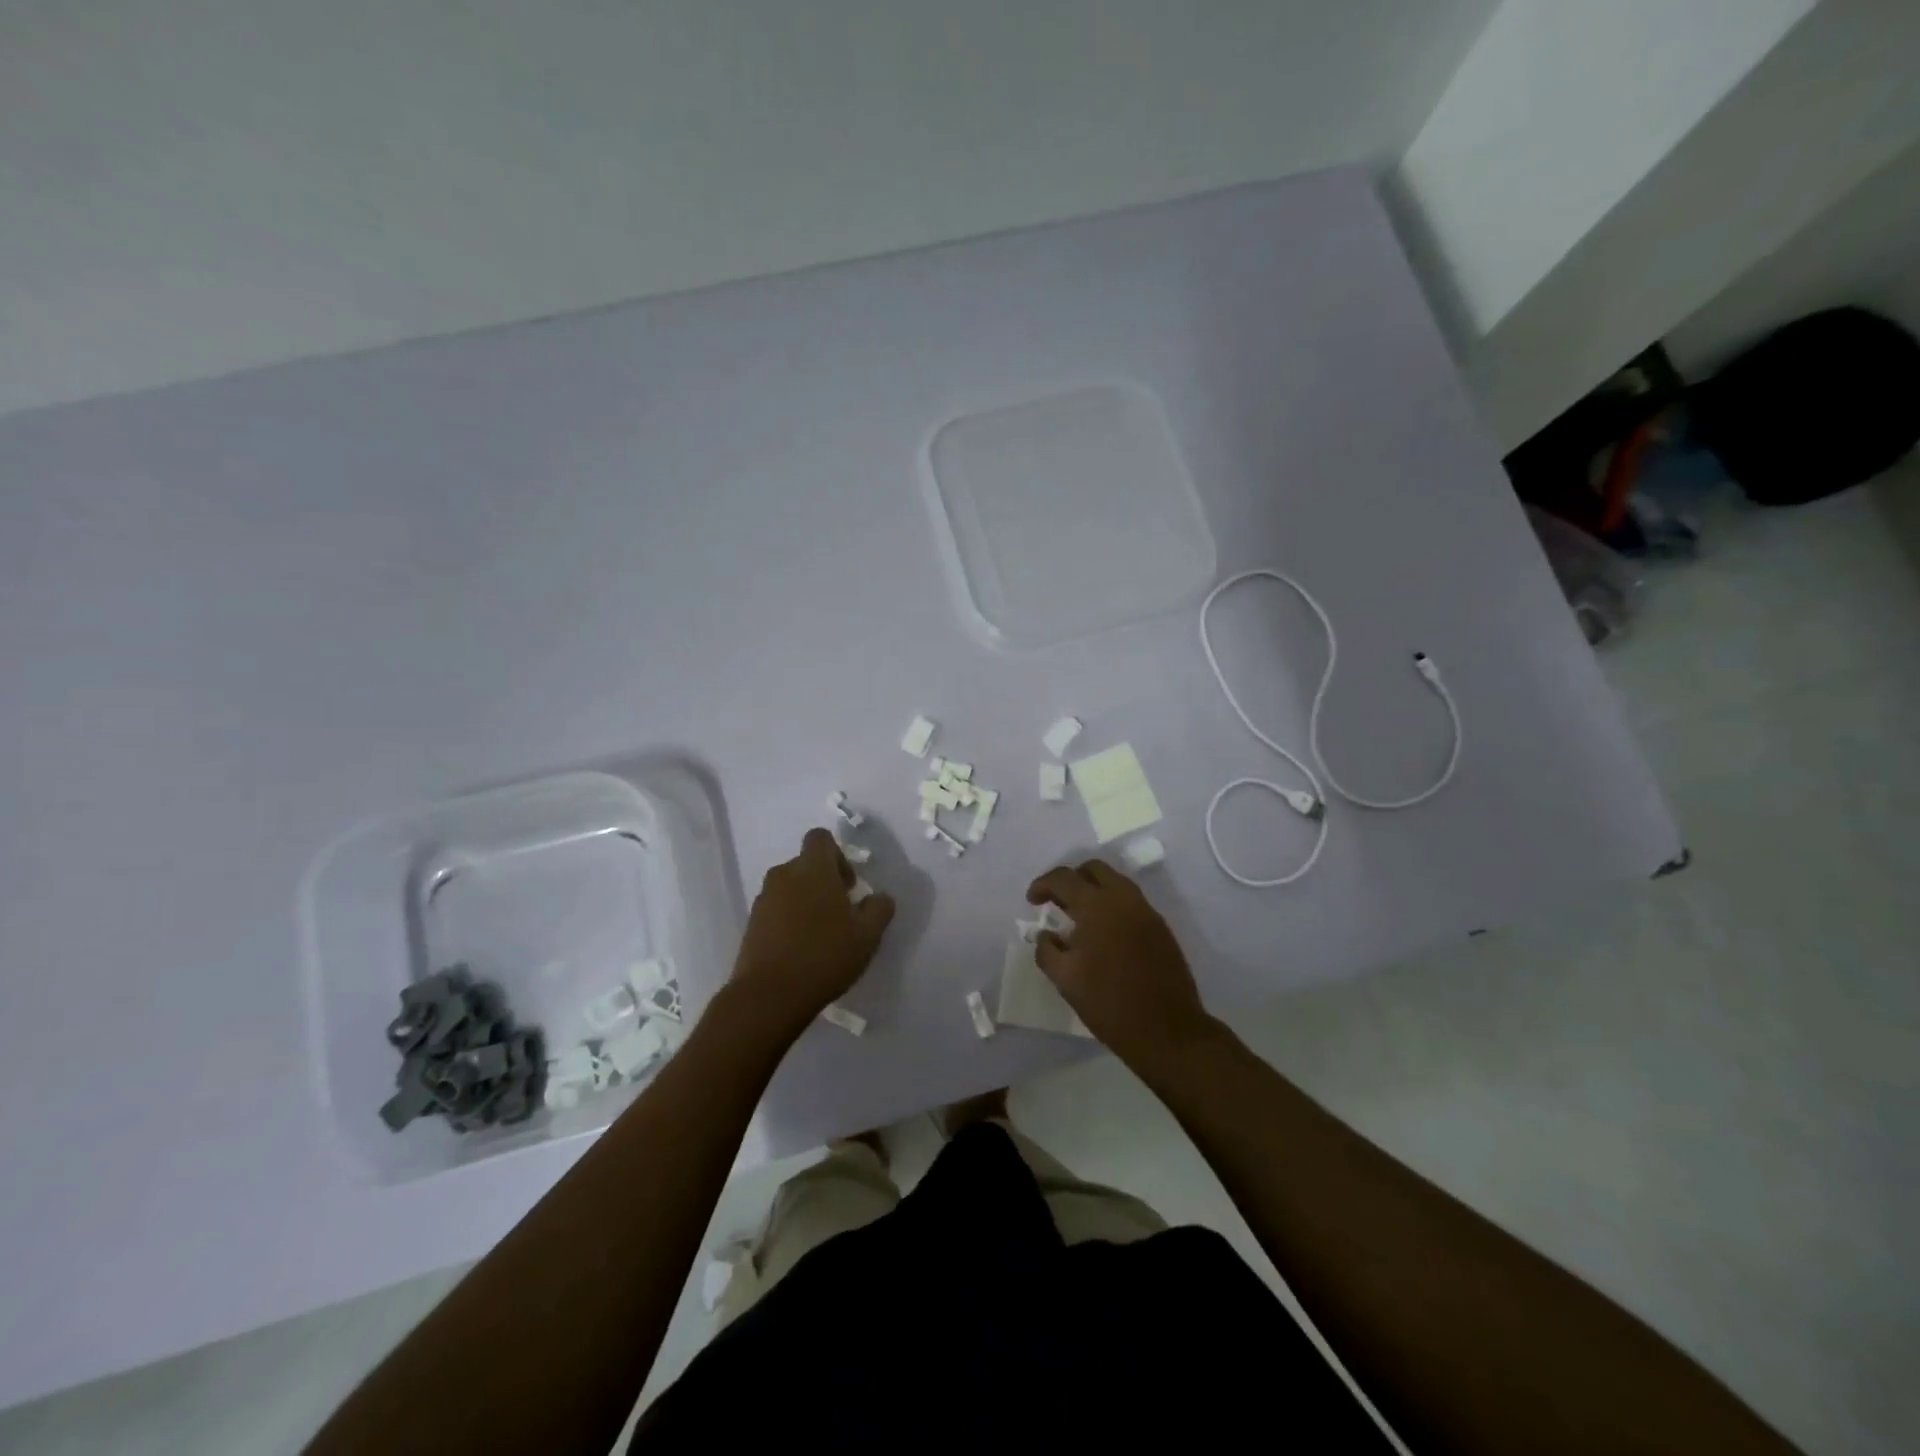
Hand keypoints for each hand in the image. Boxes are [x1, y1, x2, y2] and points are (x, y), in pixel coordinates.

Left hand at [732, 828, 893, 1033]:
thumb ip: (879, 908)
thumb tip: (879, 897)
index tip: (849, 886)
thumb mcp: (868, 934)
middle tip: (841, 914)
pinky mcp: (751, 924)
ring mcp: (763, 899)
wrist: (769, 995)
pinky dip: (789, 920)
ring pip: (790, 888)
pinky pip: (776, 910)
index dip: (838, 856)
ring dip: (806, 902)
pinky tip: (801, 949)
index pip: (821, 838)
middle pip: (806, 864)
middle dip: (824, 882)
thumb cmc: (824, 955)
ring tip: (821, 935)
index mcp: (812, 868)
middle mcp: (784, 875)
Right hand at [1026, 859, 1213, 1066]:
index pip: (1064, 878)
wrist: (1167, 1030)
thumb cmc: (1109, 1003)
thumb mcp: (1065, 980)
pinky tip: (1103, 934)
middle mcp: (1123, 899)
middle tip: (1057, 902)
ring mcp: (1146, 911)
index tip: (1032, 901)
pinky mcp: (1160, 928)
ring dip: (1093, 890)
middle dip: (1071, 879)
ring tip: (1078, 918)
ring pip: (1115, 883)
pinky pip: (1130, 902)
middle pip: (1093, 869)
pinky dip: (1112, 906)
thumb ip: (1047, 950)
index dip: (1043, 884)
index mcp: (1097, 905)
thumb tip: (1045, 934)